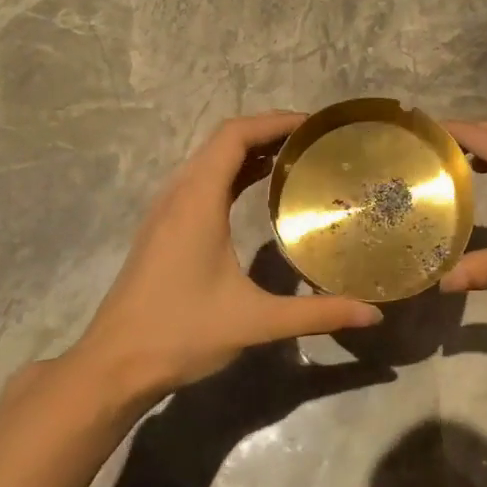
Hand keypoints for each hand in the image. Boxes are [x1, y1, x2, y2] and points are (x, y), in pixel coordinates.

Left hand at [59, 113, 382, 406]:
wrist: (113, 366)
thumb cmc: (182, 333)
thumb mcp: (256, 322)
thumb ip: (317, 313)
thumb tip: (373, 313)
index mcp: (197, 202)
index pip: (234, 136)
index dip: (274, 121)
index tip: (314, 125)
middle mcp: (177, 195)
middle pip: (222, 141)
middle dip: (267, 132)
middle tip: (314, 142)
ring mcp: (164, 212)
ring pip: (208, 161)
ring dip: (248, 152)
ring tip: (293, 160)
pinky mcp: (161, 230)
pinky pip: (199, 183)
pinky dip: (231, 174)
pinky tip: (255, 195)